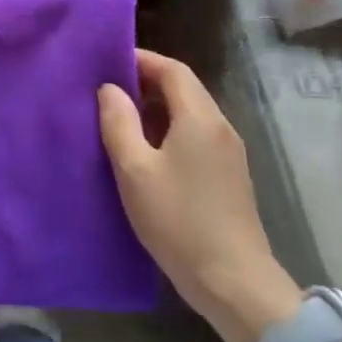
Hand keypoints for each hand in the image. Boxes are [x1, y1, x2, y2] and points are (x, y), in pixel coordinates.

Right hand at [99, 50, 300, 341]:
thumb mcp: (135, 170)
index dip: (141, 59)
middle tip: (107, 90)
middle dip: (146, 82)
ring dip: (156, 108)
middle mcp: (220, 127)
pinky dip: (169, 130)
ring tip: (119, 119)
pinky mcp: (229, 176)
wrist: (234, 282)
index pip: (172, 70)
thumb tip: (110, 90)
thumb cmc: (179, 220)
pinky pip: (196, 135)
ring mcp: (229, 153)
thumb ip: (119, 123)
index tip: (108, 62)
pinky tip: (145, 152)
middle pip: (184, 88)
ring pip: (190, 113)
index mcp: (200, 118)